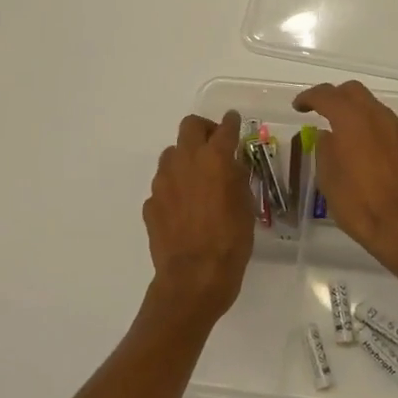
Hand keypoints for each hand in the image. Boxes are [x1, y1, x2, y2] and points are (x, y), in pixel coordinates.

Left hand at [142, 110, 254, 322]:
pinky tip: (184, 208)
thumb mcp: (246, 206)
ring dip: (185, 158)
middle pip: (189, 127)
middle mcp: (185, 161)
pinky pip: (164, 185)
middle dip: (203, 129)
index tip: (234, 121)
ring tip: (197, 179)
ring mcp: (163, 181)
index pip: (225, 128)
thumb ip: (236, 178)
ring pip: (171, 154)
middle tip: (214, 145)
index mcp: (215, 159)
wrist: (194, 276)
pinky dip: (174, 188)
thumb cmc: (231, 241)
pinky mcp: (151, 203)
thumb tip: (230, 166)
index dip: (232, 123)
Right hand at [294, 81, 397, 277]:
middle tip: (318, 112)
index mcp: (352, 120)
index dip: (309, 98)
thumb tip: (327, 135)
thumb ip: (325, 149)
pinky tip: (363, 147)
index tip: (298, 107)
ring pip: (372, 106)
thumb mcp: (329, 179)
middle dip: (334, 97)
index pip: (327, 95)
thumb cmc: (359, 205)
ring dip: (354, 111)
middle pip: (354, 91)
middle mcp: (378, 116)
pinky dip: (370, 126)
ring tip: (339, 131)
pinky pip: (385, 124)